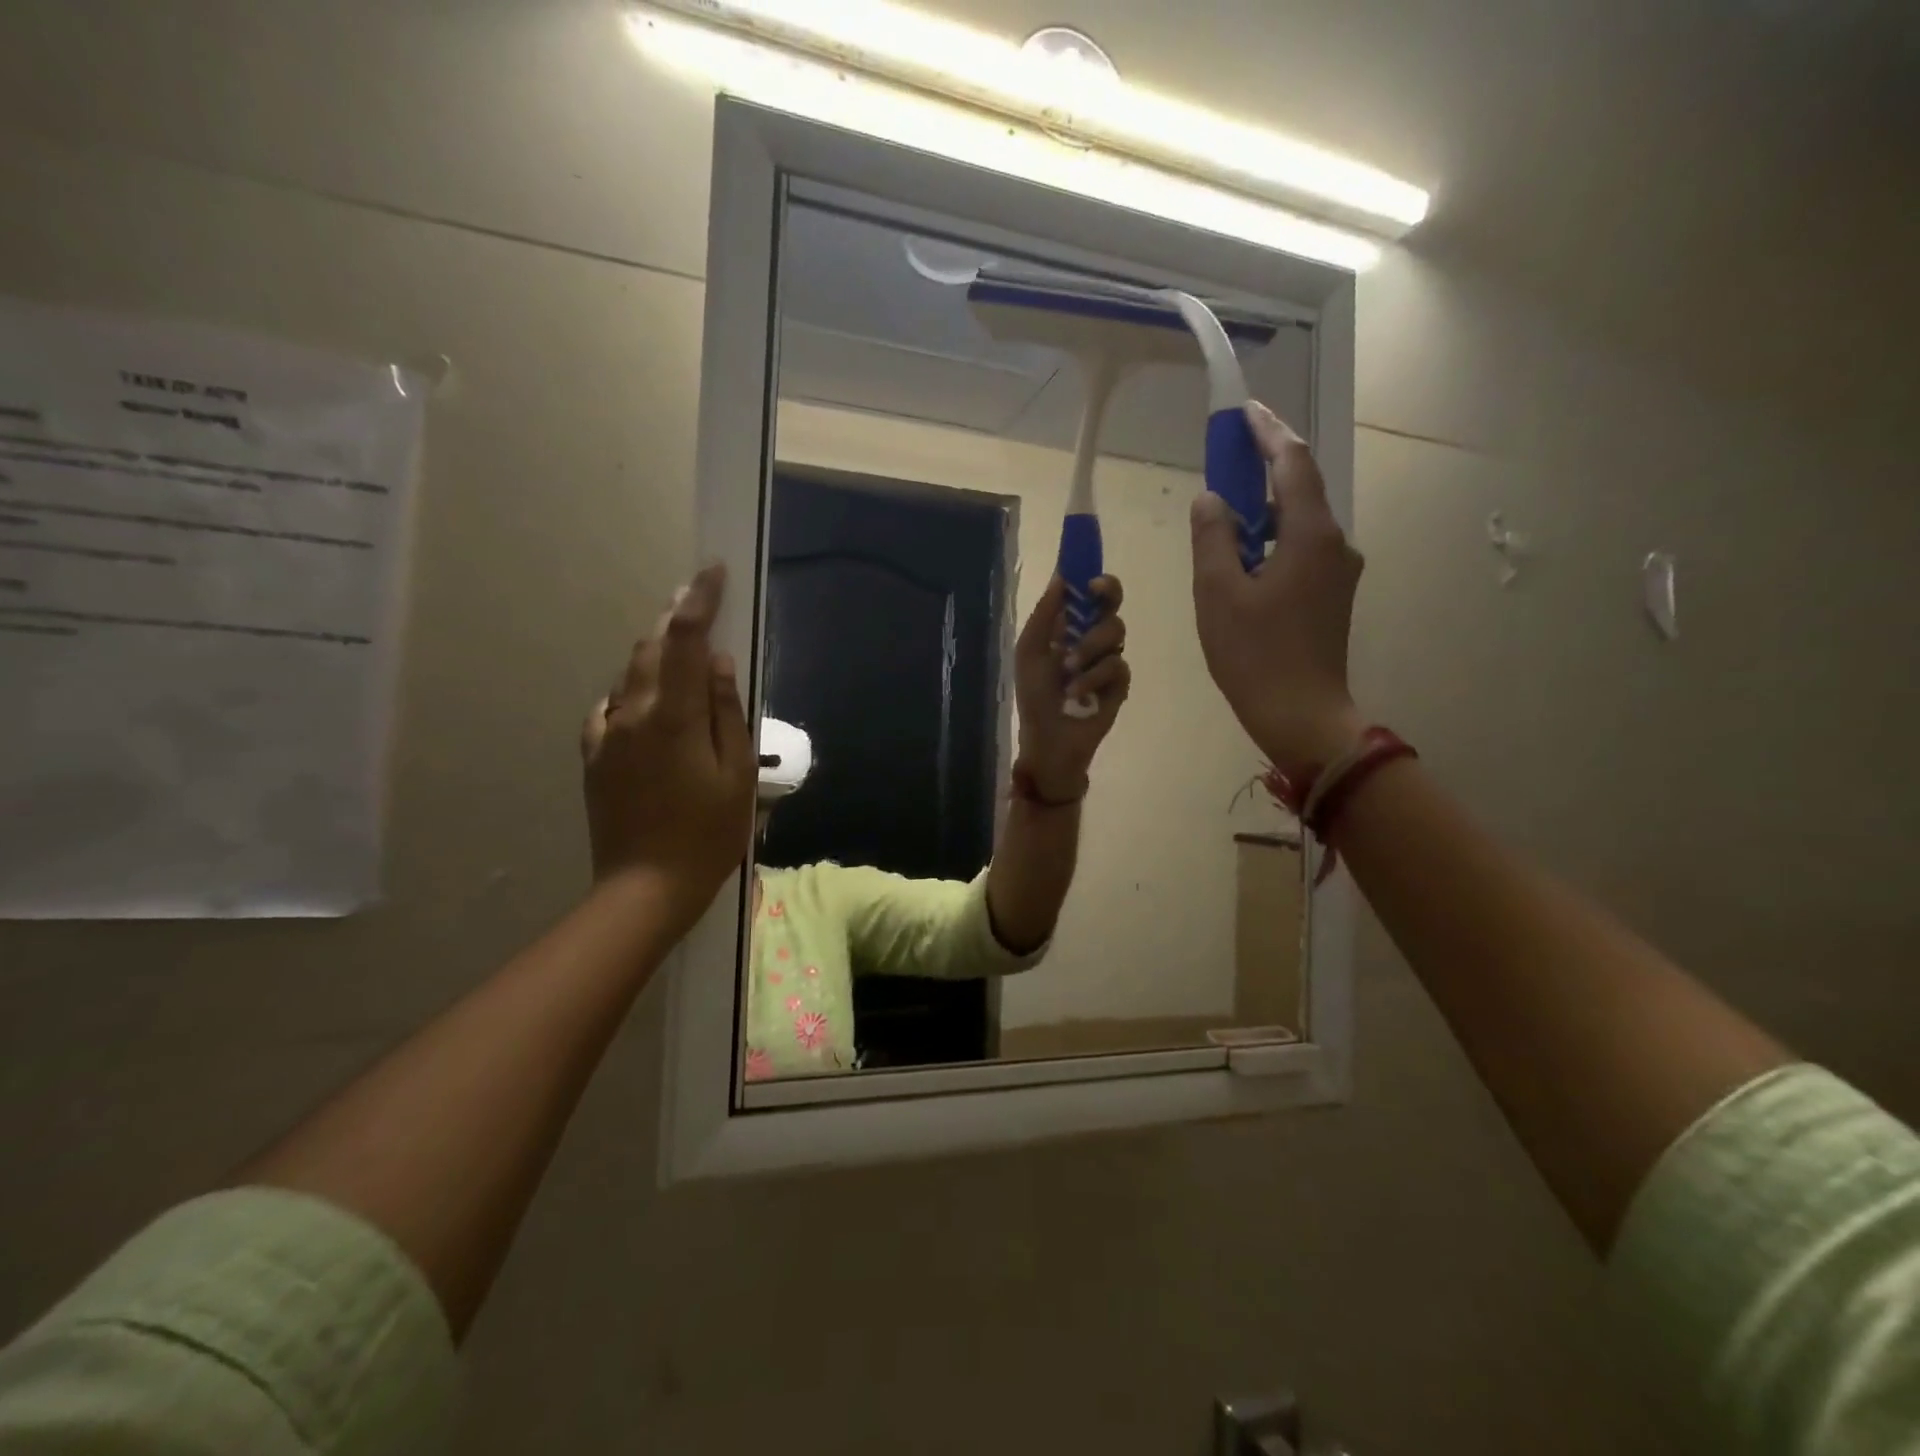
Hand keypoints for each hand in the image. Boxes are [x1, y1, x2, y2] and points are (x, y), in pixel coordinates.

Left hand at [580, 563, 756, 936]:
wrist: (645, 887)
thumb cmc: (707, 833)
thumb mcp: (736, 773)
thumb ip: (726, 711)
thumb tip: (717, 660)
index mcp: (671, 716)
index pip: (684, 639)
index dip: (698, 600)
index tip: (712, 571)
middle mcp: (630, 714)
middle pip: (651, 649)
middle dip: (675, 621)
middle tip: (700, 604)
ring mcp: (605, 735)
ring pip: (631, 676)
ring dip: (657, 656)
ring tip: (683, 654)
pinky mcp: (593, 756)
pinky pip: (614, 708)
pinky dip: (637, 692)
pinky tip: (652, 706)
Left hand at [1013, 574, 1130, 802]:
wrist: (1048, 739)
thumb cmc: (1034, 696)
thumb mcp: (1030, 652)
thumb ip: (1044, 615)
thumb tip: (1061, 577)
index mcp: (1068, 628)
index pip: (1088, 595)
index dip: (1093, 579)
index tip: (1089, 575)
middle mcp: (1092, 639)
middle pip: (1112, 604)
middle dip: (1107, 595)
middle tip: (1094, 596)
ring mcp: (1108, 660)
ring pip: (1115, 631)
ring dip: (1089, 646)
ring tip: (1068, 669)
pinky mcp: (1120, 684)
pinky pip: (1117, 666)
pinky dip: (1094, 677)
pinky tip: (1077, 693)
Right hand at [1191, 402, 1364, 778]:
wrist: (1302, 716)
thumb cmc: (1255, 655)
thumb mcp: (1218, 592)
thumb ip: (1213, 537)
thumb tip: (1212, 499)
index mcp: (1310, 535)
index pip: (1293, 462)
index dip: (1268, 431)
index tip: (1243, 410)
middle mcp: (1335, 544)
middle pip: (1300, 489)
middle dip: (1263, 467)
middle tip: (1225, 456)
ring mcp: (1338, 572)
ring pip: (1299, 523)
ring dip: (1265, 509)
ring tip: (1226, 512)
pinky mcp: (1331, 596)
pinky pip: (1300, 550)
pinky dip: (1271, 540)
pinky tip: (1244, 558)